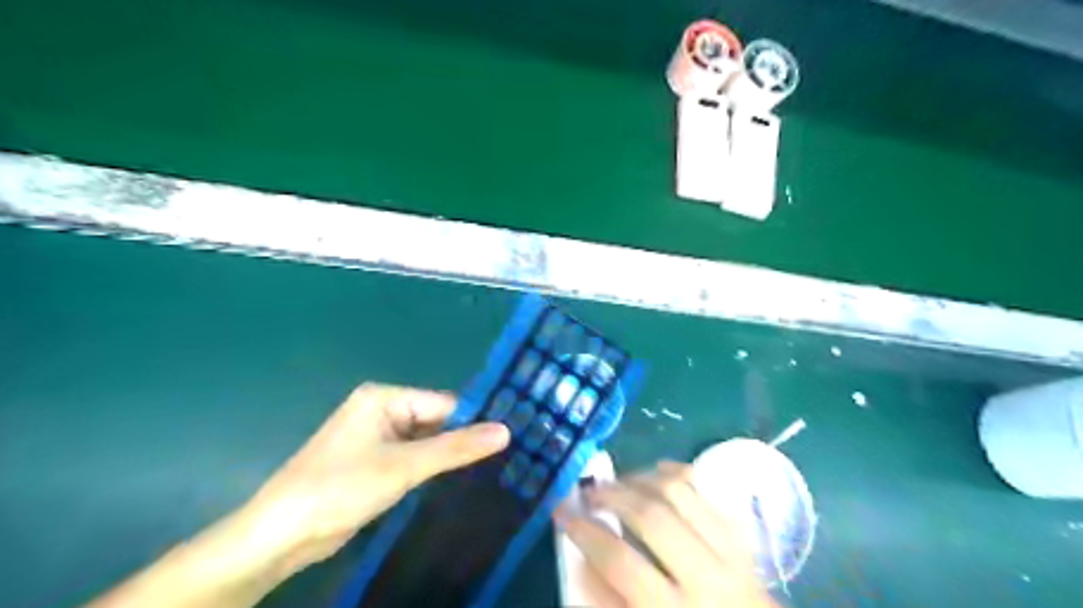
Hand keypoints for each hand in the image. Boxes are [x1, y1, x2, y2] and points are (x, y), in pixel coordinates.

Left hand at [236, 385, 509, 578]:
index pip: (444, 403)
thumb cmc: (340, 488)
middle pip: (436, 421)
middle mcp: (382, 411)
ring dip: (451, 456)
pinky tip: (463, 480)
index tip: (511, 435)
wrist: (280, 535)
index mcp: (385, 398)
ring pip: (427, 441)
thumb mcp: (404, 466)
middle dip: (464, 439)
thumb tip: (506, 431)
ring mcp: (378, 438)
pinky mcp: (375, 463)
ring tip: (496, 467)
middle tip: (509, 454)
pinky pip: (414, 458)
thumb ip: (456, 448)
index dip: (475, 419)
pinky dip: (434, 468)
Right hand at [553, 461, 774, 606]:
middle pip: (652, 517)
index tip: (563, 513)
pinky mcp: (741, 535)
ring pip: (680, 493)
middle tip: (590, 491)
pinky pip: (706, 489)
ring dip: (642, 478)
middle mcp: (706, 579)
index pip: (622, 563)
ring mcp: (729, 552)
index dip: (586, 533)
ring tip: (619, 482)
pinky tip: (655, 473)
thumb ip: (611, 601)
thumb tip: (583, 558)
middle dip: (613, 496)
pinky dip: (676, 473)